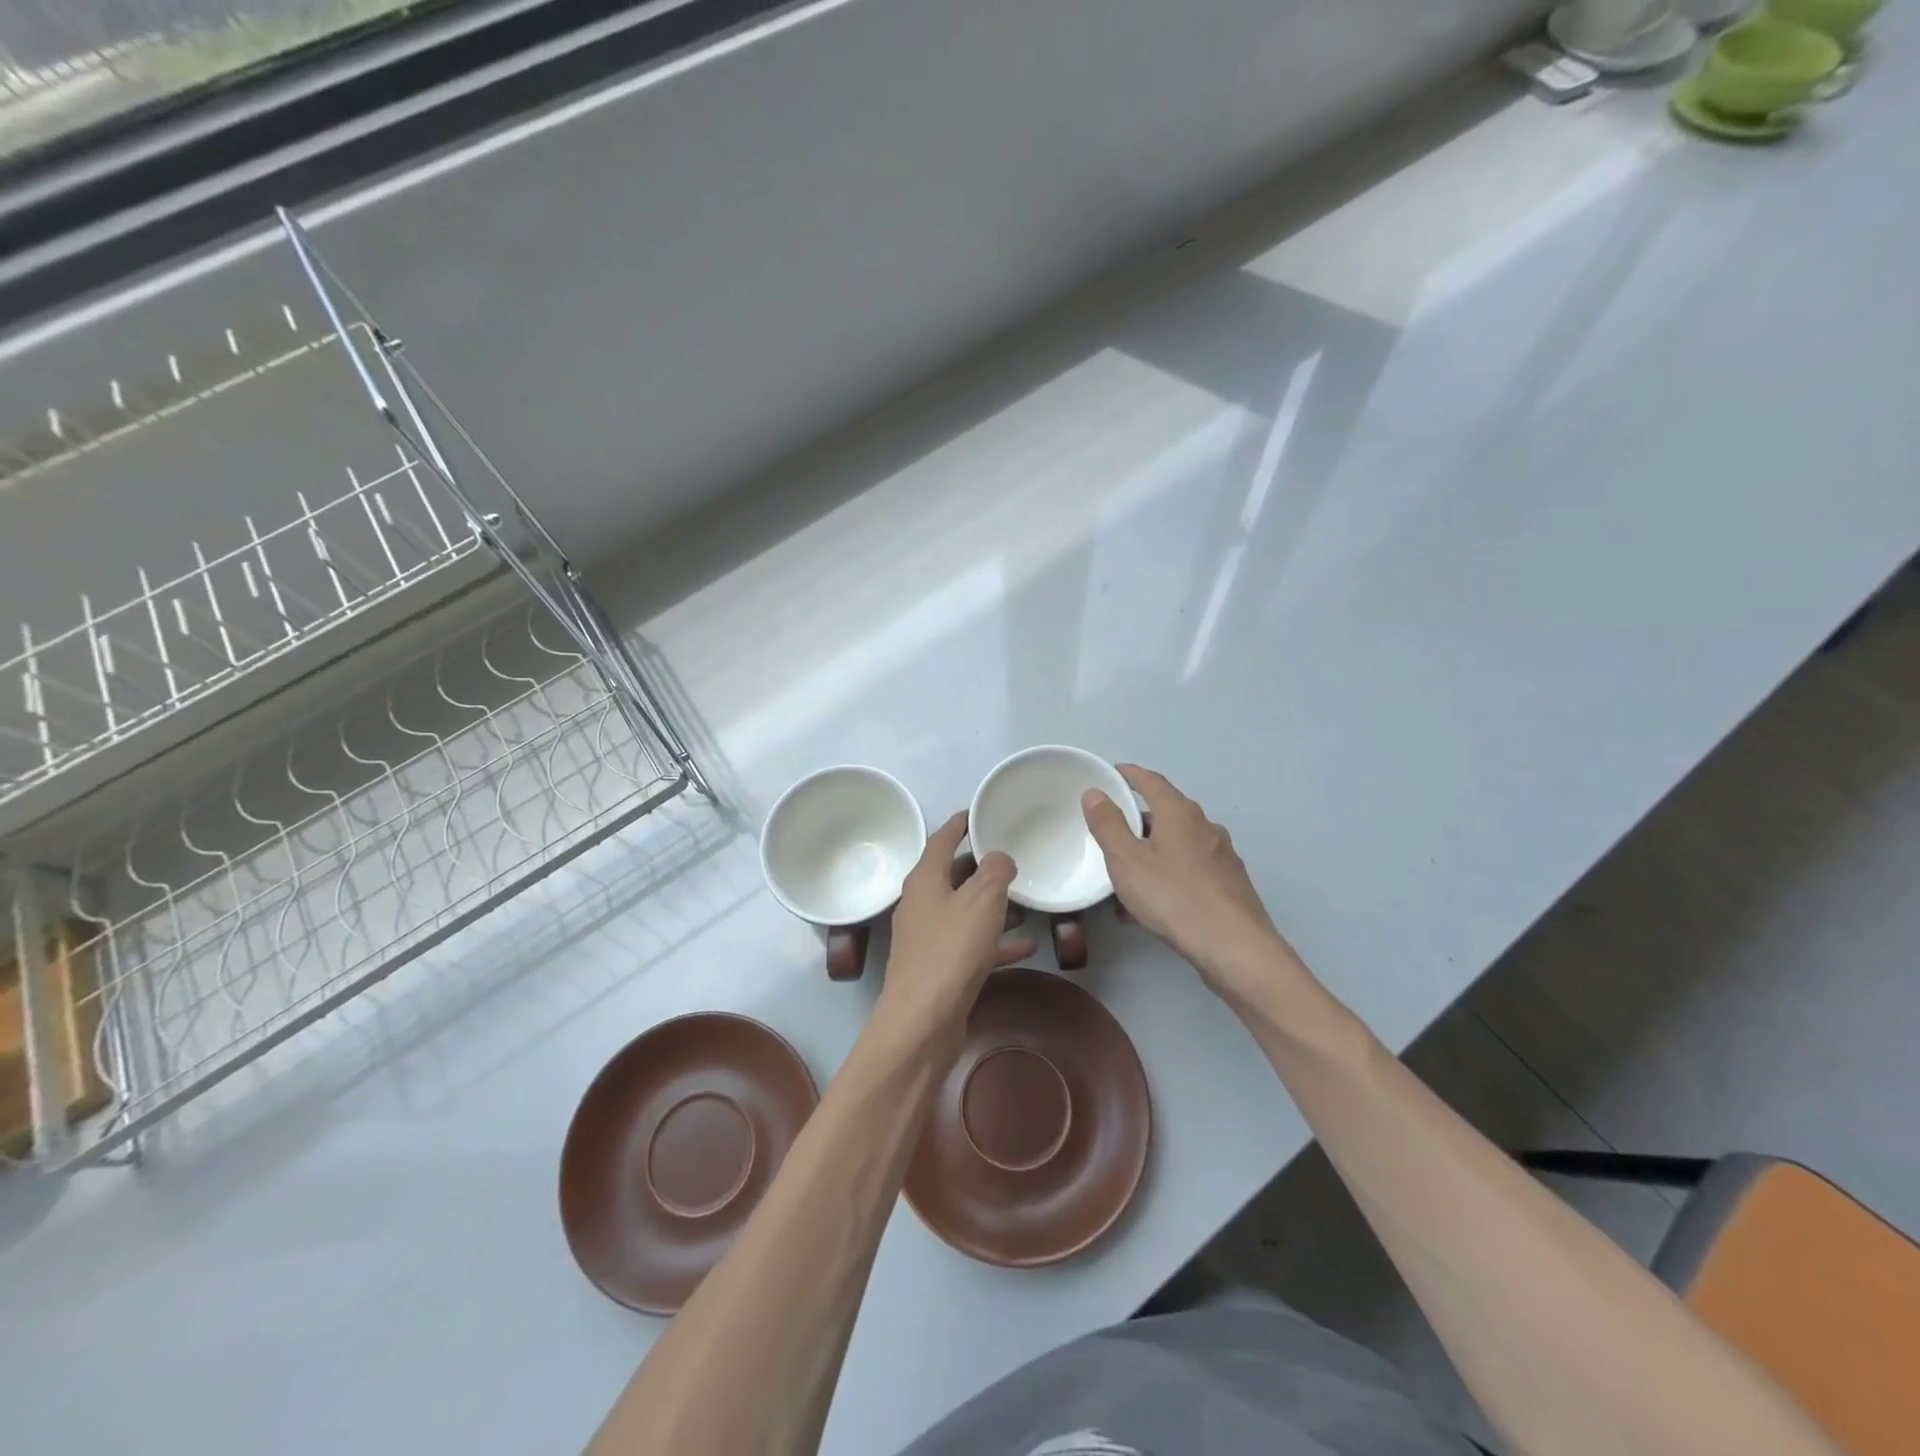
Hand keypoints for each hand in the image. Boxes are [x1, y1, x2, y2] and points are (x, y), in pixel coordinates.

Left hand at [878, 813, 1037, 1041]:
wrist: (923, 1021)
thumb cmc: (951, 950)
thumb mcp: (982, 900)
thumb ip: (995, 871)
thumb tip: (999, 857)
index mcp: (925, 880)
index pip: (942, 839)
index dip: (960, 823)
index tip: (979, 812)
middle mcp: (922, 904)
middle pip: (953, 876)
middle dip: (982, 868)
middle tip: (1012, 858)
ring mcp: (928, 939)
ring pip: (964, 912)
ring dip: (993, 907)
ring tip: (1026, 902)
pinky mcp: (940, 970)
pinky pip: (972, 946)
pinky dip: (996, 943)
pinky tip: (1026, 946)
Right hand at [1082, 764, 1302, 1001]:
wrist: (1234, 947)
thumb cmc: (1174, 897)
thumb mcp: (1127, 860)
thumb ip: (1108, 825)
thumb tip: (1095, 793)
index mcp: (1180, 813)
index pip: (1152, 781)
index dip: (1130, 774)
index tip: (1113, 772)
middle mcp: (1205, 827)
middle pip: (1167, 812)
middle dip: (1139, 818)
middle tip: (1112, 829)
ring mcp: (1222, 856)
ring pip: (1178, 844)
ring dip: (1152, 852)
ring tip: (1126, 874)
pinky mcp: (1229, 884)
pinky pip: (1189, 870)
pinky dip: (1167, 875)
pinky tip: (1151, 905)